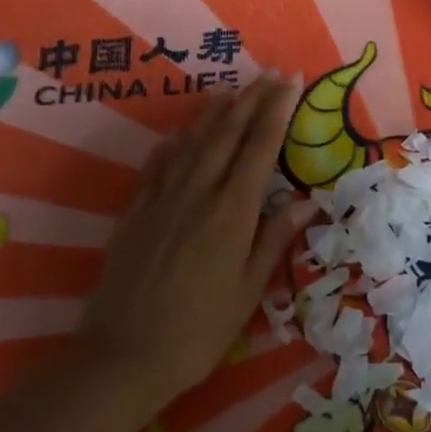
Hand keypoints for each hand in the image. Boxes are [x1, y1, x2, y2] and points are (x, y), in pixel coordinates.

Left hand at [82, 74, 316, 415]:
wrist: (123, 356)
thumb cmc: (198, 331)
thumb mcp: (248, 291)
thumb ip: (274, 239)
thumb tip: (308, 201)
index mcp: (232, 212)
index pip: (259, 148)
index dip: (276, 111)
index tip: (290, 83)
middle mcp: (198, 193)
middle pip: (227, 134)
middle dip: (251, 100)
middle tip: (269, 75)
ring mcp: (162, 199)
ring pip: (192, 142)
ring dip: (214, 112)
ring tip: (231, 90)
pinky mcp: (136, 212)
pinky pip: (158, 165)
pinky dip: (173, 144)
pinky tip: (180, 135)